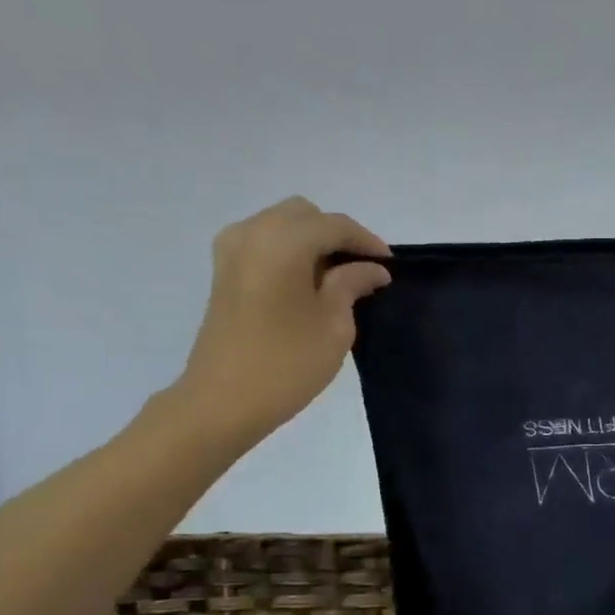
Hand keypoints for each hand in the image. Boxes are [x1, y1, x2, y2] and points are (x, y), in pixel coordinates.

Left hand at [172, 198, 391, 446]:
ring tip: (338, 278)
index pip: (334, 225)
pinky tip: (309, 283)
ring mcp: (232, 250)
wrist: (224, 400)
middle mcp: (252, 233)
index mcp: (283, 242)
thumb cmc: (288, 364)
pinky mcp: (224, 271)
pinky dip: (291, 251)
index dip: (367, 242)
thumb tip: (371, 268)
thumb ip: (352, 285)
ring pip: (282, 224)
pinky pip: (264, 242)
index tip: (390, 266)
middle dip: (337, 235)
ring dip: (313, 242)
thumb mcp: (334, 324)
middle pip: (304, 215)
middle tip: (364, 270)